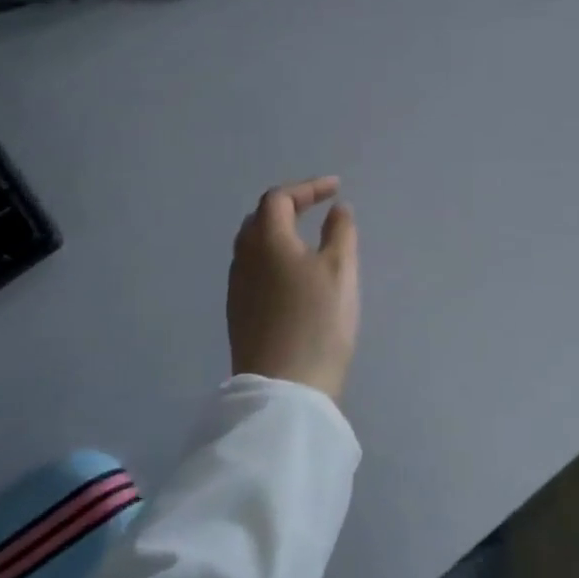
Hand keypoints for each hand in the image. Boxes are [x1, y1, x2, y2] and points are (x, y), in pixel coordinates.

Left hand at [227, 177, 359, 401]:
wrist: (285, 389)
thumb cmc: (318, 321)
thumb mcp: (341, 270)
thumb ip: (340, 232)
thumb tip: (336, 209)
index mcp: (267, 240)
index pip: (279, 199)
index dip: (307, 188)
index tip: (336, 189)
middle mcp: (244, 258)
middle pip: (260, 218)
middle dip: (289, 206)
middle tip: (317, 207)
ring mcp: (237, 288)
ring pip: (253, 245)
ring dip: (279, 232)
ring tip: (307, 237)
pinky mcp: (239, 313)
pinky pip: (253, 269)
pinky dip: (273, 257)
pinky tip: (292, 273)